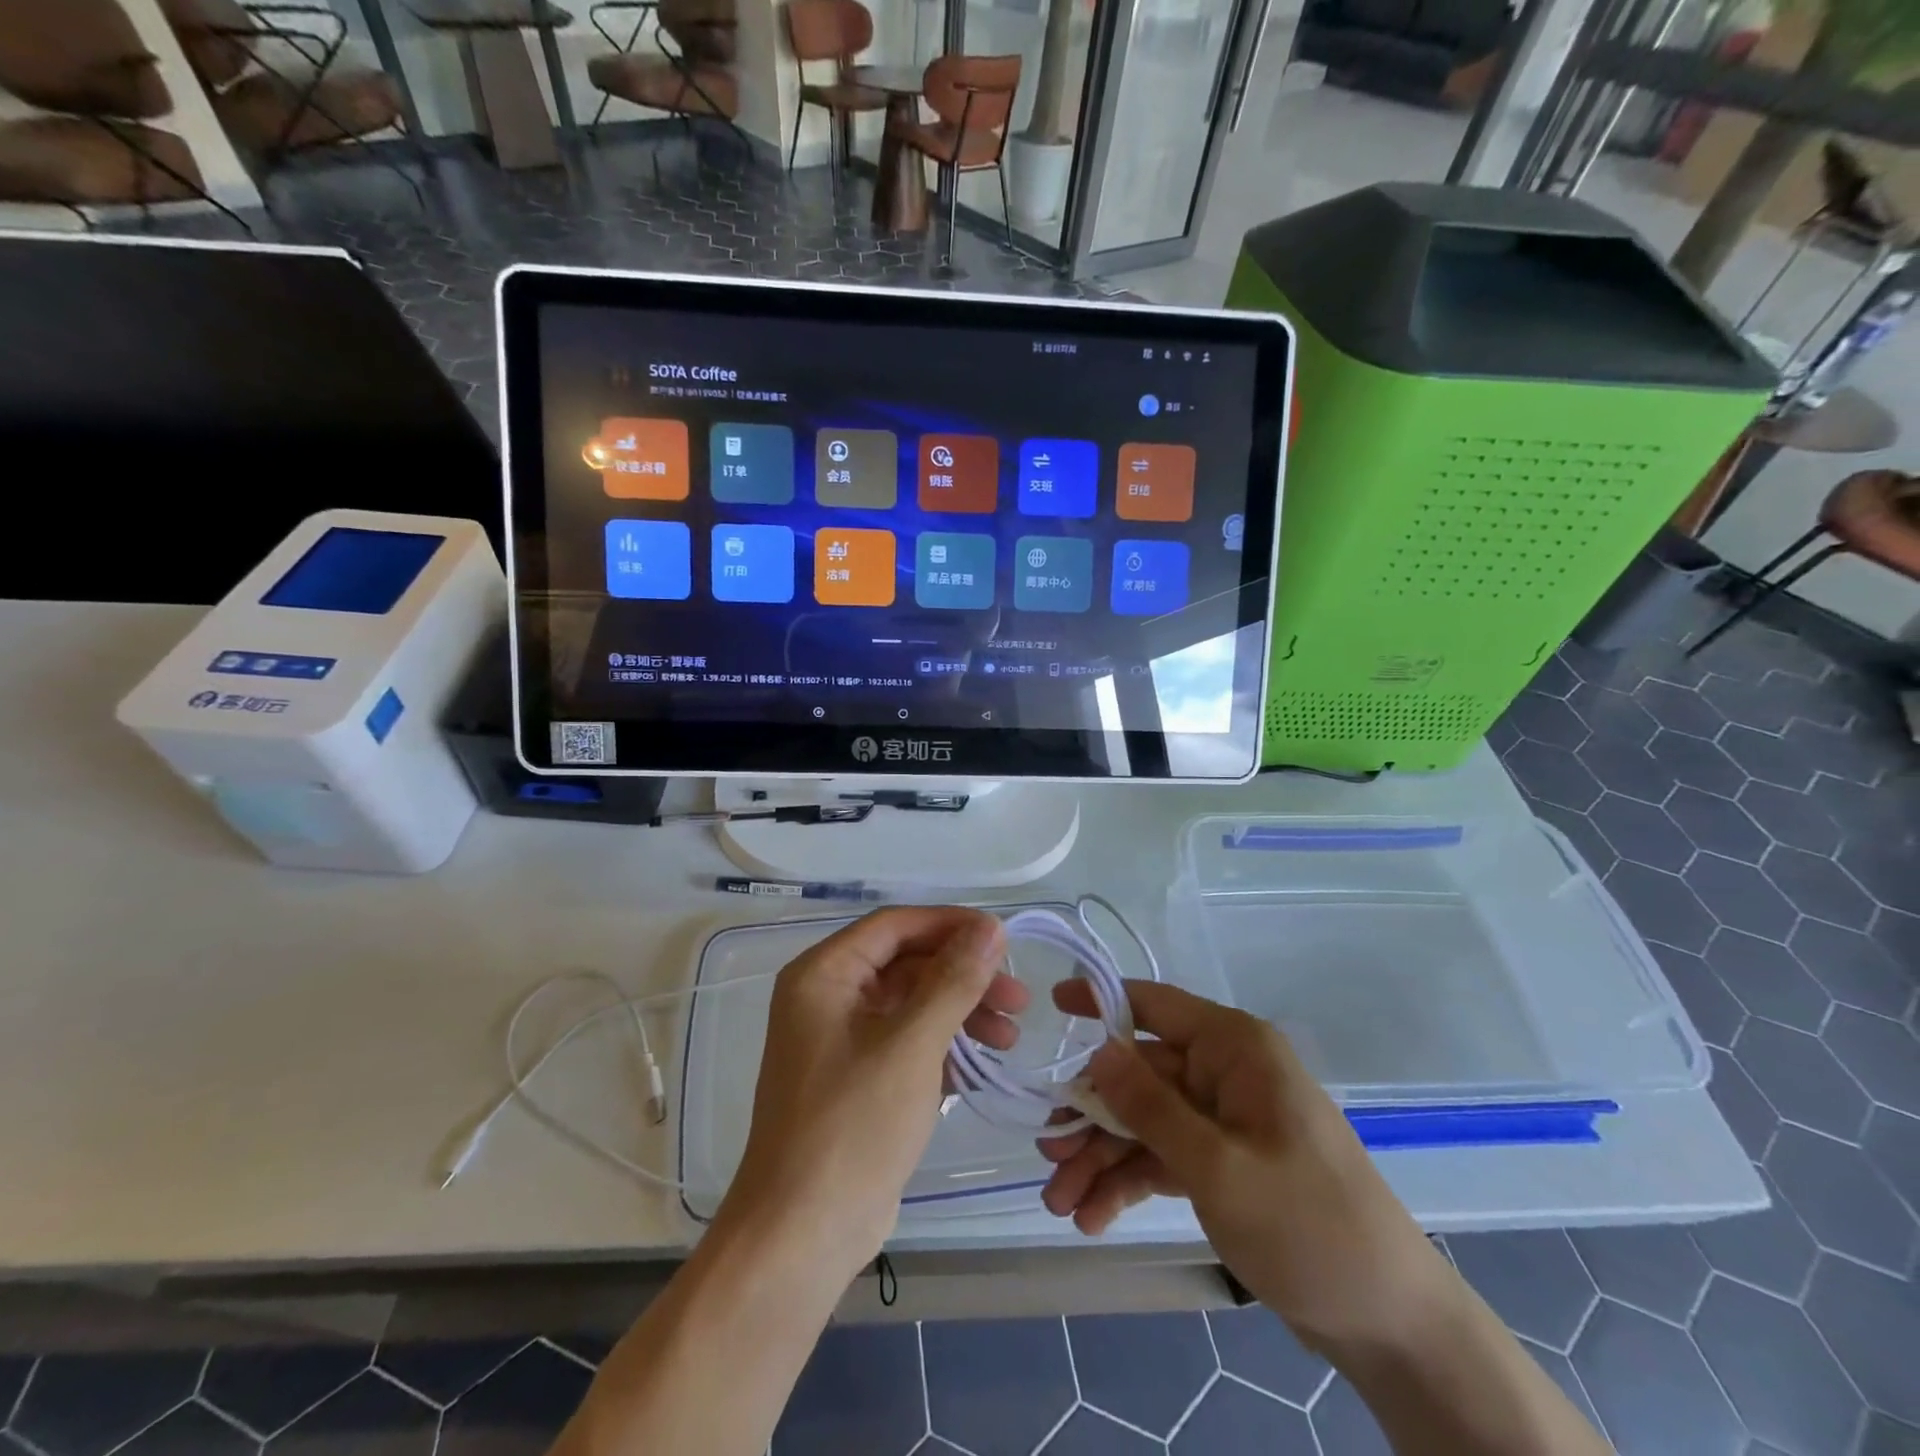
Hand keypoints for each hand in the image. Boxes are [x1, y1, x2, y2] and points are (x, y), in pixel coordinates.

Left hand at [722, 906, 1021, 1281]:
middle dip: (963, 978)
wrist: (802, 1235)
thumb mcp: (912, 1044)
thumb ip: (954, 981)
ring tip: (1010, 1038)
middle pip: (907, 964)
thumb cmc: (853, 1125)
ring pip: (912, 1004)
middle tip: (1018, 1000)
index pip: (895, 926)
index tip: (1004, 939)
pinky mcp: (858, 1078)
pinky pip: (907, 1041)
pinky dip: (944, 1046)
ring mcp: (842, 1040)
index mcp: (824, 974)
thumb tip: (991, 927)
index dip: (951, 925)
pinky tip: (982, 1064)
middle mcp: (828, 997)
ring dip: (961, 1013)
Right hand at [1040, 980, 1449, 1351]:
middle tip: (1046, 1155)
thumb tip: (1096, 1050)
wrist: (1391, 1324)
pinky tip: (1093, 1217)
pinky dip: (1129, 1181)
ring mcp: (1226, 1119)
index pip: (1153, 1004)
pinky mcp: (1226, 1161)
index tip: (1049, 1007)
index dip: (1099, 1002)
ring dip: (1102, 1158)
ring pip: (1146, 1121)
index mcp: (1234, 1047)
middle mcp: (1226, 1072)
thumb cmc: (1307, 1225)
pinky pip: (1165, 1156)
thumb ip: (1150, 1106)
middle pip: (1139, 1076)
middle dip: (1091, 1118)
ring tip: (1060, 1202)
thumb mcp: (1217, 1166)